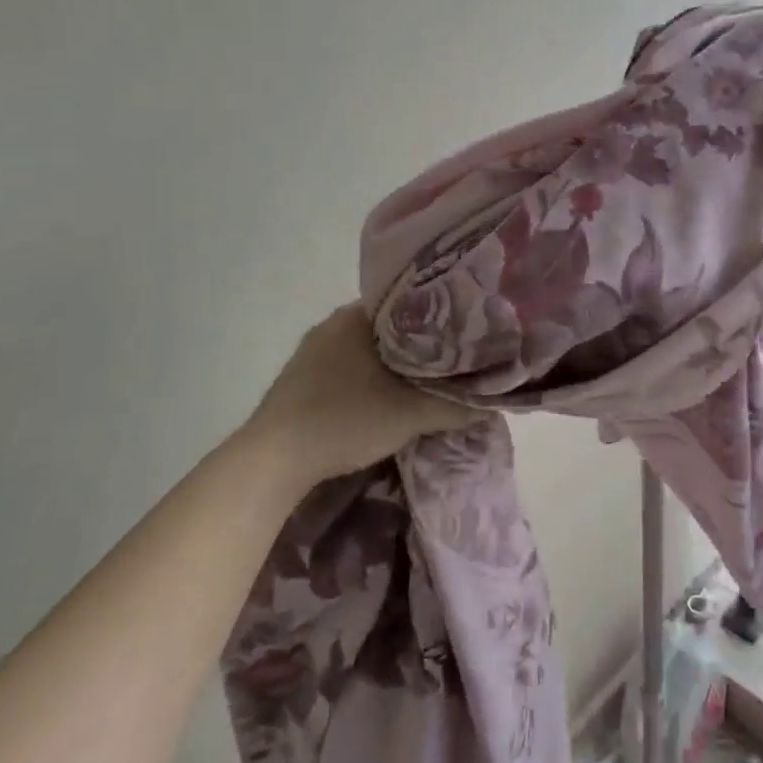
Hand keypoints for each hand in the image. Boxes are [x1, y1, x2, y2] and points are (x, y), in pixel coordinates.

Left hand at [236, 305, 481, 491]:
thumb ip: (454, 406)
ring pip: (366, 347)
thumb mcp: (410, 415)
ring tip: (424, 377)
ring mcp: (311, 350)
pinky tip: (382, 395)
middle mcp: (332, 323)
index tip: (464, 331)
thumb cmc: (344, 421)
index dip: (440, 317)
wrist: (272, 461)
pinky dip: (368, 375)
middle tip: (451, 357)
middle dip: (419, 342)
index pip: (410, 302)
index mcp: (356, 316)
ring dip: (392, 361)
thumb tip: (491, 404)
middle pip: (390, 325)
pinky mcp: (299, 377)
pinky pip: (345, 364)